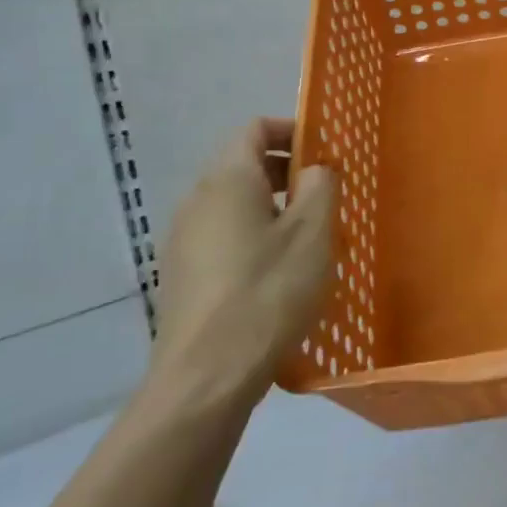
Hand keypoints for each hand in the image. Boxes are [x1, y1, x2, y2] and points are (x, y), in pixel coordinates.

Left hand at [151, 118, 334, 413]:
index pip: (254, 129)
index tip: (324, 152)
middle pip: (242, 166)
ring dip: (272, 208)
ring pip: (234, 205)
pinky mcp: (181, 277)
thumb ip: (320, 186)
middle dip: (286, 173)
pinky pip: (222, 237)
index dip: (291, 131)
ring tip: (309, 239)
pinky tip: (278, 275)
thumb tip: (313, 170)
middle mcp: (197, 201)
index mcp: (227, 180)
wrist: (206, 377)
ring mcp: (183, 241)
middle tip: (325, 197)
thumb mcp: (313, 233)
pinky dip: (253, 238)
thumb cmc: (268, 292)